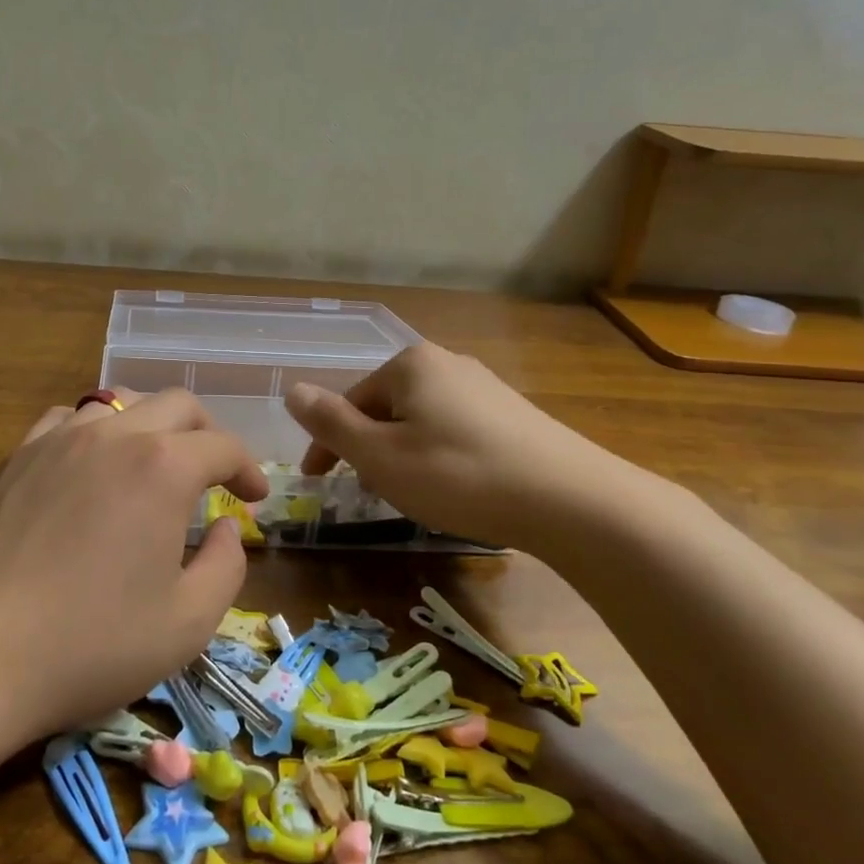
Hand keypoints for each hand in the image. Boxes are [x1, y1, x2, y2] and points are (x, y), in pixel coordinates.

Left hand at [0, 389, 268, 740]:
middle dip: (207, 434)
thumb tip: (229, 529)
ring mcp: (58, 439)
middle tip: (215, 475)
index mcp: (163, 468)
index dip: (248, 469)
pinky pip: (68, 420)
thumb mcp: (186, 624)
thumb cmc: (88, 644)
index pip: (223, 447)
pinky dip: (97, 432)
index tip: (254, 498)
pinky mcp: (17, 456)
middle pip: (177, 405)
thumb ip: (226, 567)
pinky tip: (91, 466)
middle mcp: (114, 436)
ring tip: (155, 465)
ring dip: (152, 426)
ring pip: (121, 403)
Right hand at [283, 343, 656, 555]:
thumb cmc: (458, 475)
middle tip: (368, 491)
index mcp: (409, 365)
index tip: (316, 482)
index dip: (327, 444)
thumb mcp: (380, 456)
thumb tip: (292, 390)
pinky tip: (455, 487)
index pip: (349, 402)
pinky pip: (454, 430)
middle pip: (385, 408)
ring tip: (410, 494)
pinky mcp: (513, 414)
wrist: (571, 500)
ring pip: (420, 421)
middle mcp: (447, 363)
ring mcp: (485, 386)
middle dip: (369, 448)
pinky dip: (438, 456)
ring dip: (402, 454)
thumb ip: (330, 423)